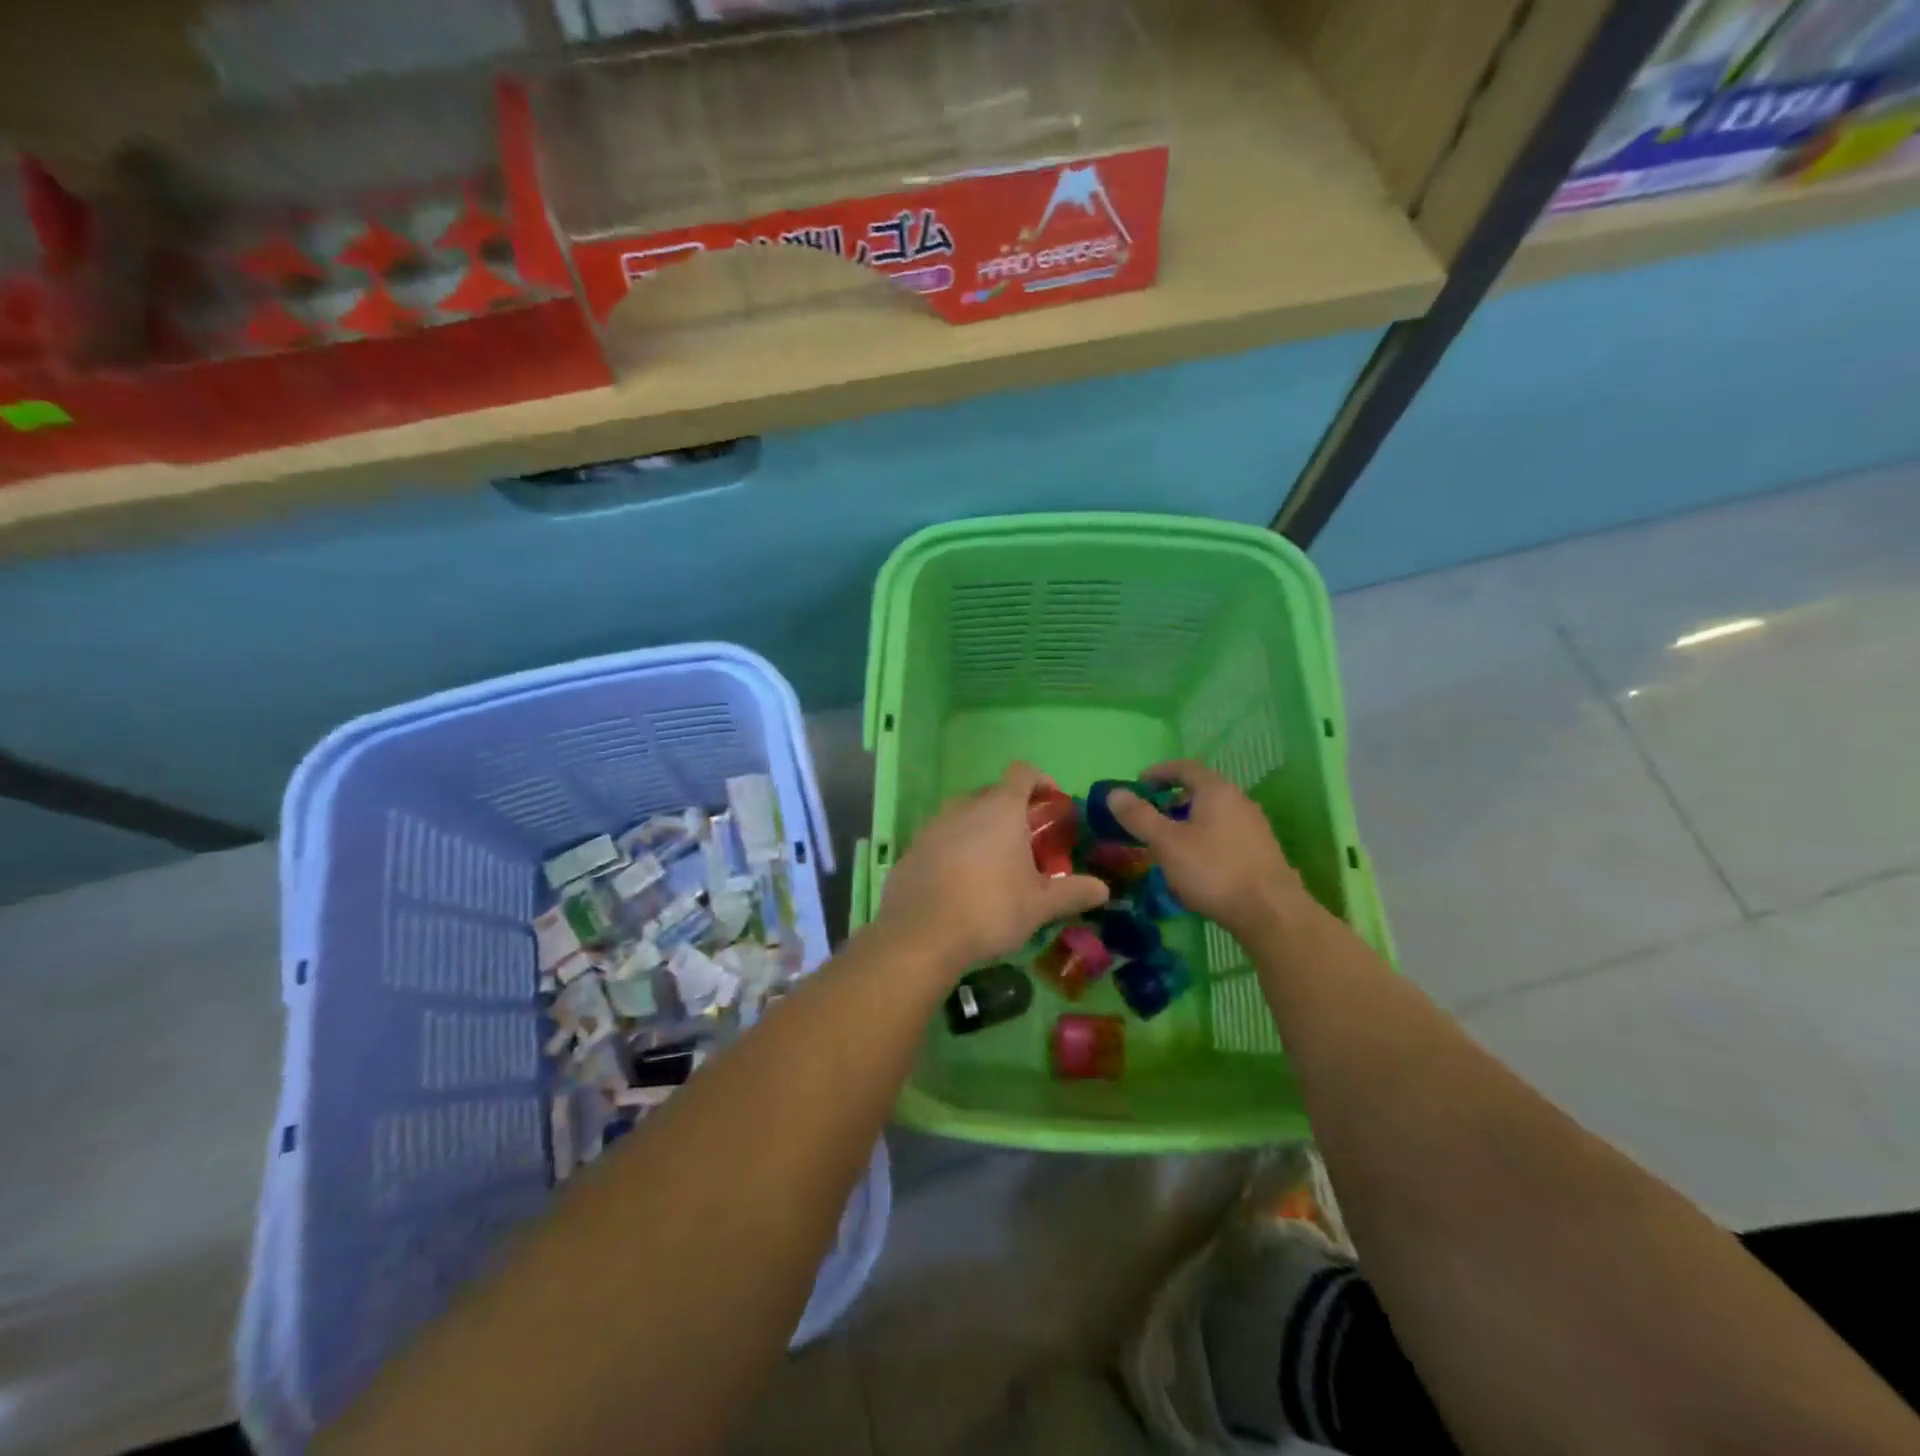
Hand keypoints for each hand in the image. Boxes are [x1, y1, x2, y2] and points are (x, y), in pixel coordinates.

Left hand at [875, 762, 1108, 975]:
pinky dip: (956, 849)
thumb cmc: (990, 909)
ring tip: (996, 866)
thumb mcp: (1040, 905)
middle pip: (993, 793)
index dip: (1041, 781)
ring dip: (983, 830)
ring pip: (965, 815)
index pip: (1023, 772)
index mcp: (1000, 808)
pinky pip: (942, 838)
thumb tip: (1103, 889)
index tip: (1052, 806)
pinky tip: (963, 884)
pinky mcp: (912, 848)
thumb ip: (1073, 892)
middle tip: (1029, 844)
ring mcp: (933, 826)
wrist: (920, 935)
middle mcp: (964, 806)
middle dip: (1013, 811)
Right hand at [1105, 761, 1317, 943]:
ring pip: (1213, 815)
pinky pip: (1225, 835)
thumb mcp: (1166, 843)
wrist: (1271, 913)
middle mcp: (1239, 801)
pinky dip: (1204, 840)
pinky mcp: (1261, 852)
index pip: (1184, 767)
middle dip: (1171, 801)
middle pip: (1200, 790)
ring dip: (1187, 823)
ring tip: (1168, 846)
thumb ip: (1139, 816)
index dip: (1158, 772)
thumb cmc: (1213, 870)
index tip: (1138, 785)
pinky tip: (1195, 867)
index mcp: (1216, 790)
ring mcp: (1254, 827)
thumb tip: (1114, 793)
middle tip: (1149, 819)